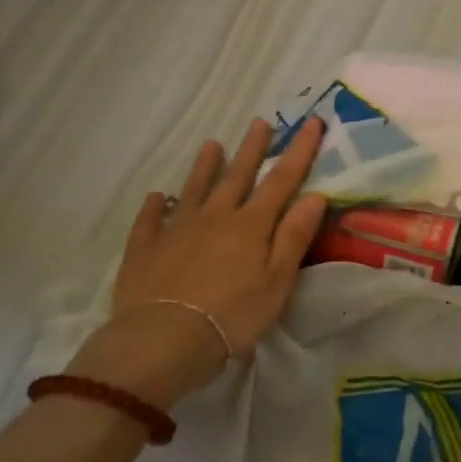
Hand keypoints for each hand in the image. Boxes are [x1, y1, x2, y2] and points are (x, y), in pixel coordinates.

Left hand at [81, 118, 327, 405]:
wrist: (163, 340)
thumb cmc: (232, 315)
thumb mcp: (277, 281)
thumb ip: (294, 236)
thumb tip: (315, 195)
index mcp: (251, 225)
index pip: (282, 180)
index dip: (299, 151)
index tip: (311, 122)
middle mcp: (215, 217)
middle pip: (237, 176)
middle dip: (252, 148)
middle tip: (260, 122)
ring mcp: (176, 229)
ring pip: (194, 189)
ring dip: (205, 166)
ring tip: (211, 144)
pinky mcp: (145, 248)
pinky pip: (150, 220)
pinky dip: (155, 206)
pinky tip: (156, 197)